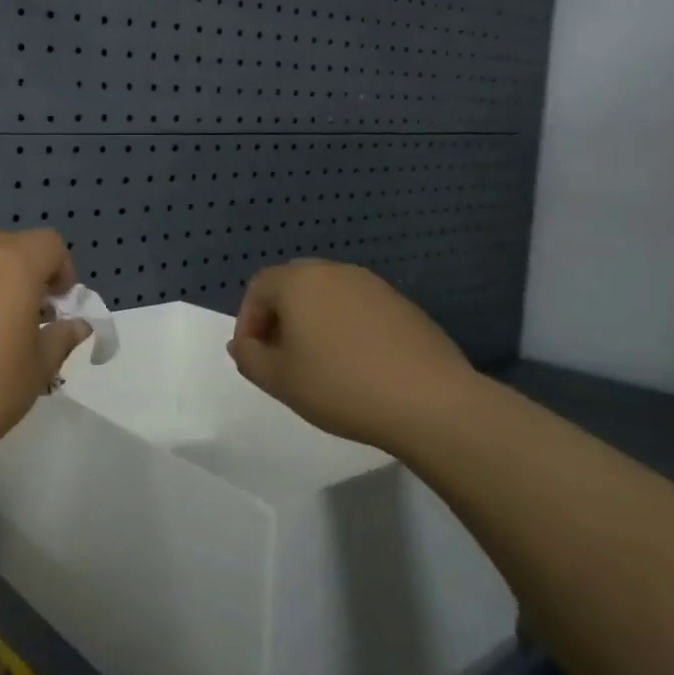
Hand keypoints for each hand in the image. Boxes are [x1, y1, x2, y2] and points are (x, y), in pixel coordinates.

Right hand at [228, 259, 478, 452]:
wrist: (431, 402)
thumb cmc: (340, 386)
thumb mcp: (278, 379)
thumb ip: (249, 357)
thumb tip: (242, 344)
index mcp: (299, 281)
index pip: (258, 288)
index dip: (247, 321)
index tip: (253, 356)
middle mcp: (334, 272)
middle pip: (293, 287)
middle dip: (279, 318)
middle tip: (281, 357)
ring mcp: (374, 286)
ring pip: (328, 297)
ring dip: (313, 323)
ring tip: (319, 364)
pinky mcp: (403, 306)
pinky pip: (359, 309)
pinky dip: (346, 329)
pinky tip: (357, 365)